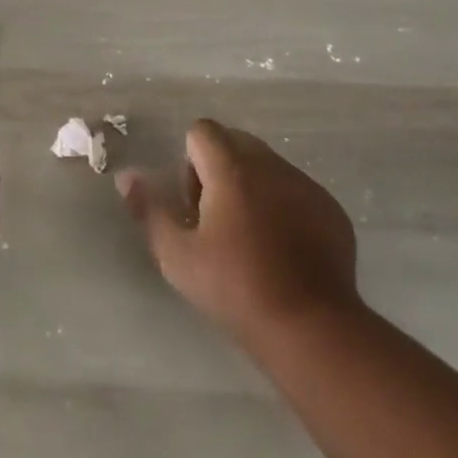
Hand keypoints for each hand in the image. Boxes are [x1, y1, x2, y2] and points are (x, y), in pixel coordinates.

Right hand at [116, 119, 359, 348]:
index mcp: (232, 169)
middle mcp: (271, 165)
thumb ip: (149, 209)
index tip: (194, 204)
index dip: (189, 161)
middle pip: (236, 142)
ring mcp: (306, 185)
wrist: (310, 327)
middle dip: (218, 169)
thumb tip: (127, 176)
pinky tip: (282, 250)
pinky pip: (296, 190)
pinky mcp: (331, 209)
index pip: (202, 130)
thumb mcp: (177, 256)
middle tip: (215, 220)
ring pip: (268, 166)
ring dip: (251, 186)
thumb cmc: (235, 289)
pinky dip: (283, 206)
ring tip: (249, 238)